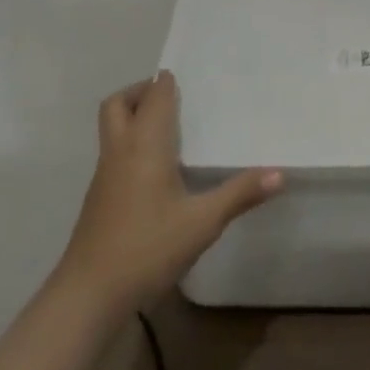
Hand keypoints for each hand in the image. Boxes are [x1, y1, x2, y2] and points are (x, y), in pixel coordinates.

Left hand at [60, 71, 281, 311]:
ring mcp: (104, 175)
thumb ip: (240, 194)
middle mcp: (120, 151)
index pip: (153, 97)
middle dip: (140, 91)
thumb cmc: (148, 247)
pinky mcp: (99, 197)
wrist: (90, 293)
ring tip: (171, 128)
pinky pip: (114, 151)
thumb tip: (280, 173)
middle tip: (171, 97)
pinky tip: (157, 169)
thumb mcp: (203, 222)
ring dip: (133, 116)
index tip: (186, 76)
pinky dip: (131, 142)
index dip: (166, 82)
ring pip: (112, 128)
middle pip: (118, 104)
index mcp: (145, 146)